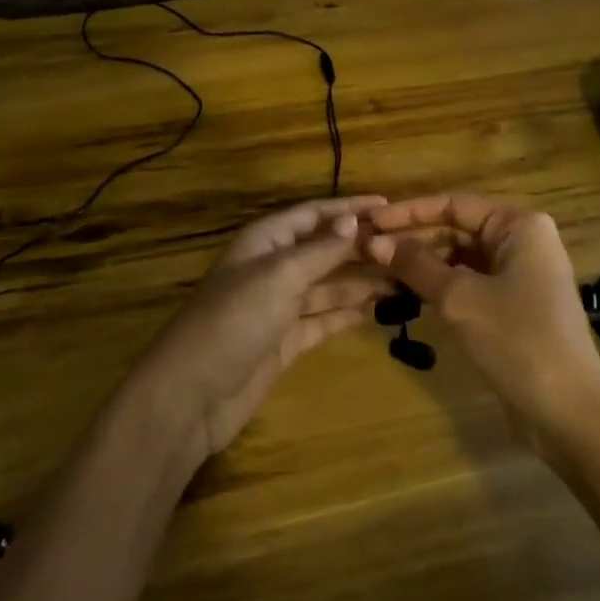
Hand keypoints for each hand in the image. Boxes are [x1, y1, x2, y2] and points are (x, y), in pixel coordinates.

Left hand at [128, 196, 393, 471]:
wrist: (191, 395)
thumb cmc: (234, 320)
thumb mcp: (279, 276)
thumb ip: (320, 250)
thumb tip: (353, 220)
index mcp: (267, 240)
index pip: (315, 213)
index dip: (350, 208)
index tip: (390, 205)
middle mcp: (274, 266)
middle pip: (324, 248)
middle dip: (361, 246)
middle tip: (408, 248)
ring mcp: (279, 305)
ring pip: (328, 284)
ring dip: (362, 281)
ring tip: (404, 279)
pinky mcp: (285, 341)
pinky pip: (324, 318)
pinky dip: (348, 313)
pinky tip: (378, 310)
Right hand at [368, 194, 599, 448]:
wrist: (570, 415)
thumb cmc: (518, 341)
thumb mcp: (460, 299)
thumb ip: (415, 265)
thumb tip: (372, 242)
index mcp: (519, 226)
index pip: (453, 204)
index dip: (408, 212)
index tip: (370, 222)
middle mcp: (522, 242)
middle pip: (456, 229)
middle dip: (413, 240)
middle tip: (367, 251)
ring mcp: (519, 276)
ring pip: (460, 258)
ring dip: (422, 264)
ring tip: (379, 272)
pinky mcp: (514, 306)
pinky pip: (469, 284)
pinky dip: (439, 286)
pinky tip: (407, 294)